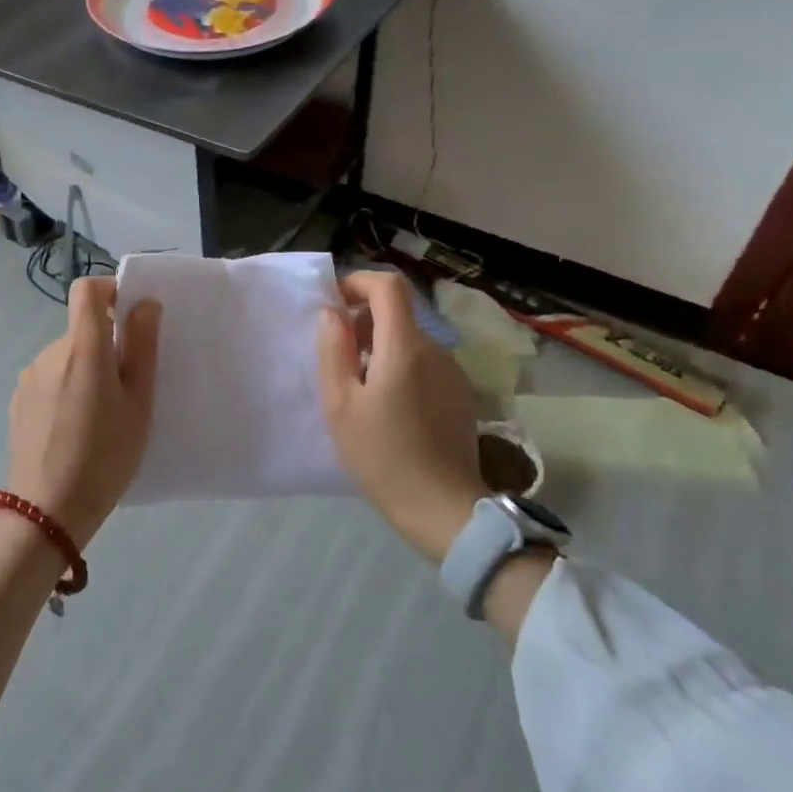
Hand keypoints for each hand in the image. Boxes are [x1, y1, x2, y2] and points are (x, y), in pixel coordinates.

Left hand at [6, 277, 162, 544]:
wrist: (47, 511)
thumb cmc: (104, 456)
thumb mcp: (138, 404)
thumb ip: (142, 348)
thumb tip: (145, 304)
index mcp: (83, 348)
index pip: (86, 289)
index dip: (109, 290)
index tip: (130, 317)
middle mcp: (50, 352)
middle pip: (82, 329)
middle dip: (106, 347)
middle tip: (127, 390)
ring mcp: (30, 376)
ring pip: (67, 356)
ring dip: (85, 370)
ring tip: (100, 417)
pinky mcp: (18, 399)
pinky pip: (50, 378)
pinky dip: (66, 389)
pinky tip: (73, 429)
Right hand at [318, 270, 483, 562]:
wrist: (443, 508)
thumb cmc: (382, 456)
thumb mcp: (340, 405)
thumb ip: (333, 351)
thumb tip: (332, 314)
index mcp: (404, 346)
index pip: (388, 286)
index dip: (359, 282)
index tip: (335, 303)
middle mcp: (435, 349)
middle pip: (398, 313)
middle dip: (364, 321)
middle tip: (338, 357)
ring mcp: (453, 372)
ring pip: (410, 340)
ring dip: (381, 347)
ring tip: (360, 388)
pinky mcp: (460, 394)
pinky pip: (425, 364)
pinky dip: (401, 367)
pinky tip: (389, 407)